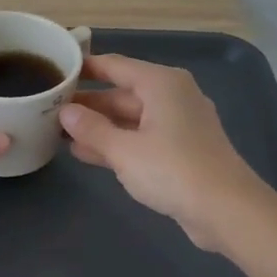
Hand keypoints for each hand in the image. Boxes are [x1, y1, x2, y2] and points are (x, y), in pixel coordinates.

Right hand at [60, 53, 263, 250]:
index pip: (114, 65)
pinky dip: (116, 143)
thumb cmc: (173, 170)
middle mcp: (171, 96)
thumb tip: (65, 112)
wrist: (227, 211)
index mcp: (161, 83)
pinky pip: (140, 137)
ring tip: (58, 132)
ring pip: (129, 118)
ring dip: (98, 126)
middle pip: (121, 93)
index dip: (83, 68)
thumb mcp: (124, 150)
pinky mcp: (180, 150)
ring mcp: (178, 124)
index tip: (54, 71)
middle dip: (87, 103)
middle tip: (48, 109)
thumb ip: (91, 129)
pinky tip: (85, 153)